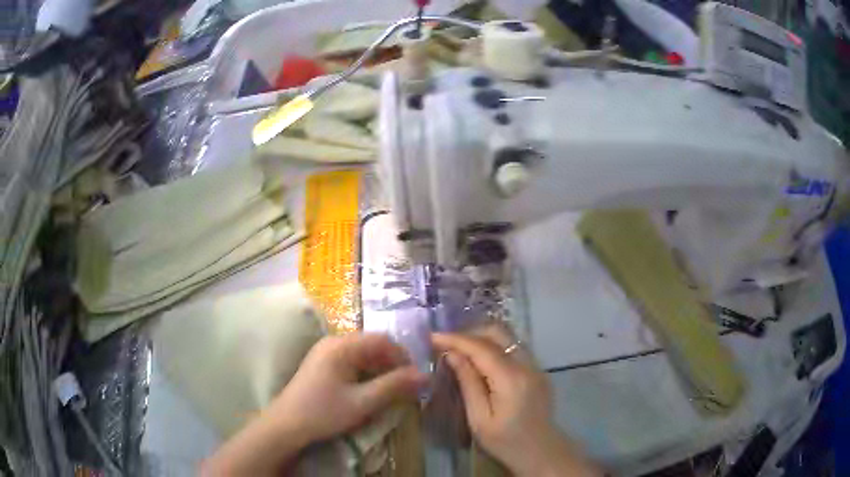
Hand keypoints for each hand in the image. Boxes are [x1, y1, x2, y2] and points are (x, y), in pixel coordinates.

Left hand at [202, 333, 425, 475]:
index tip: (415, 378)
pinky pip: (352, 361)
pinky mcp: (322, 364)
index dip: (403, 356)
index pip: (383, 340)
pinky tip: (370, 390)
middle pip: (372, 345)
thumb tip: (424, 375)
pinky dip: (366, 373)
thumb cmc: (324, 412)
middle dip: (392, 364)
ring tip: (391, 390)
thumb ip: (394, 387)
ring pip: (363, 354)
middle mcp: (334, 342)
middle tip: (405, 387)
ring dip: (380, 369)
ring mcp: (326, 352)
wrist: (286, 425)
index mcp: (342, 346)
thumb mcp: (363, 402)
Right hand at [433, 326, 601, 476]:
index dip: (455, 339)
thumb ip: (468, 383)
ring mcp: (536, 366)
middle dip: (470, 333)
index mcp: (511, 379)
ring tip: (460, 349)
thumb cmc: (505, 442)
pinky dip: (495, 347)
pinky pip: (514, 348)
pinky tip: (480, 361)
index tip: (432, 336)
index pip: (481, 348)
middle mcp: (527, 365)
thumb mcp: (479, 419)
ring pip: (508, 338)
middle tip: (446, 344)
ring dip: (482, 338)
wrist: (540, 451)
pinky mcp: (538, 371)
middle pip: (498, 333)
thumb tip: (452, 354)